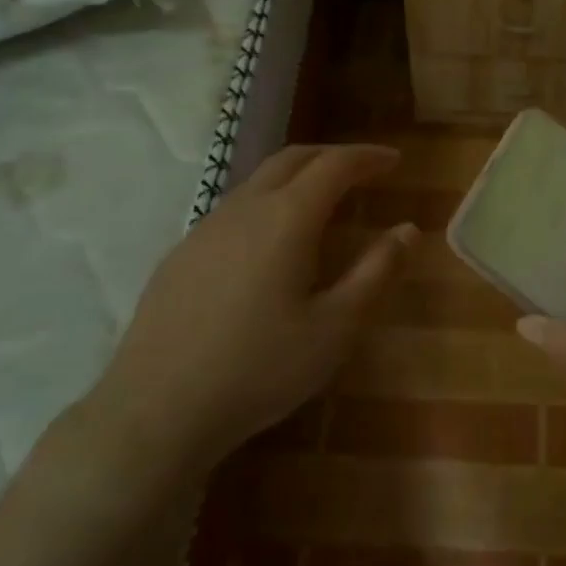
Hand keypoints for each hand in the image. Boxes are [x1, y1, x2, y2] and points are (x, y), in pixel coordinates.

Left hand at [83, 145, 416, 483]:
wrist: (157, 409)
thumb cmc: (260, 368)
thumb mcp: (335, 328)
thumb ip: (376, 272)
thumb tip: (408, 229)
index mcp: (287, 218)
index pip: (334, 165)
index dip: (367, 157)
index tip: (393, 160)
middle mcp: (244, 209)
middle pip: (292, 159)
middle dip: (332, 156)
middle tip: (362, 169)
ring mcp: (206, 228)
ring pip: (258, 182)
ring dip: (296, 177)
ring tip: (321, 201)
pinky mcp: (181, 254)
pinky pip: (233, 209)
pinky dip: (266, 203)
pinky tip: (269, 242)